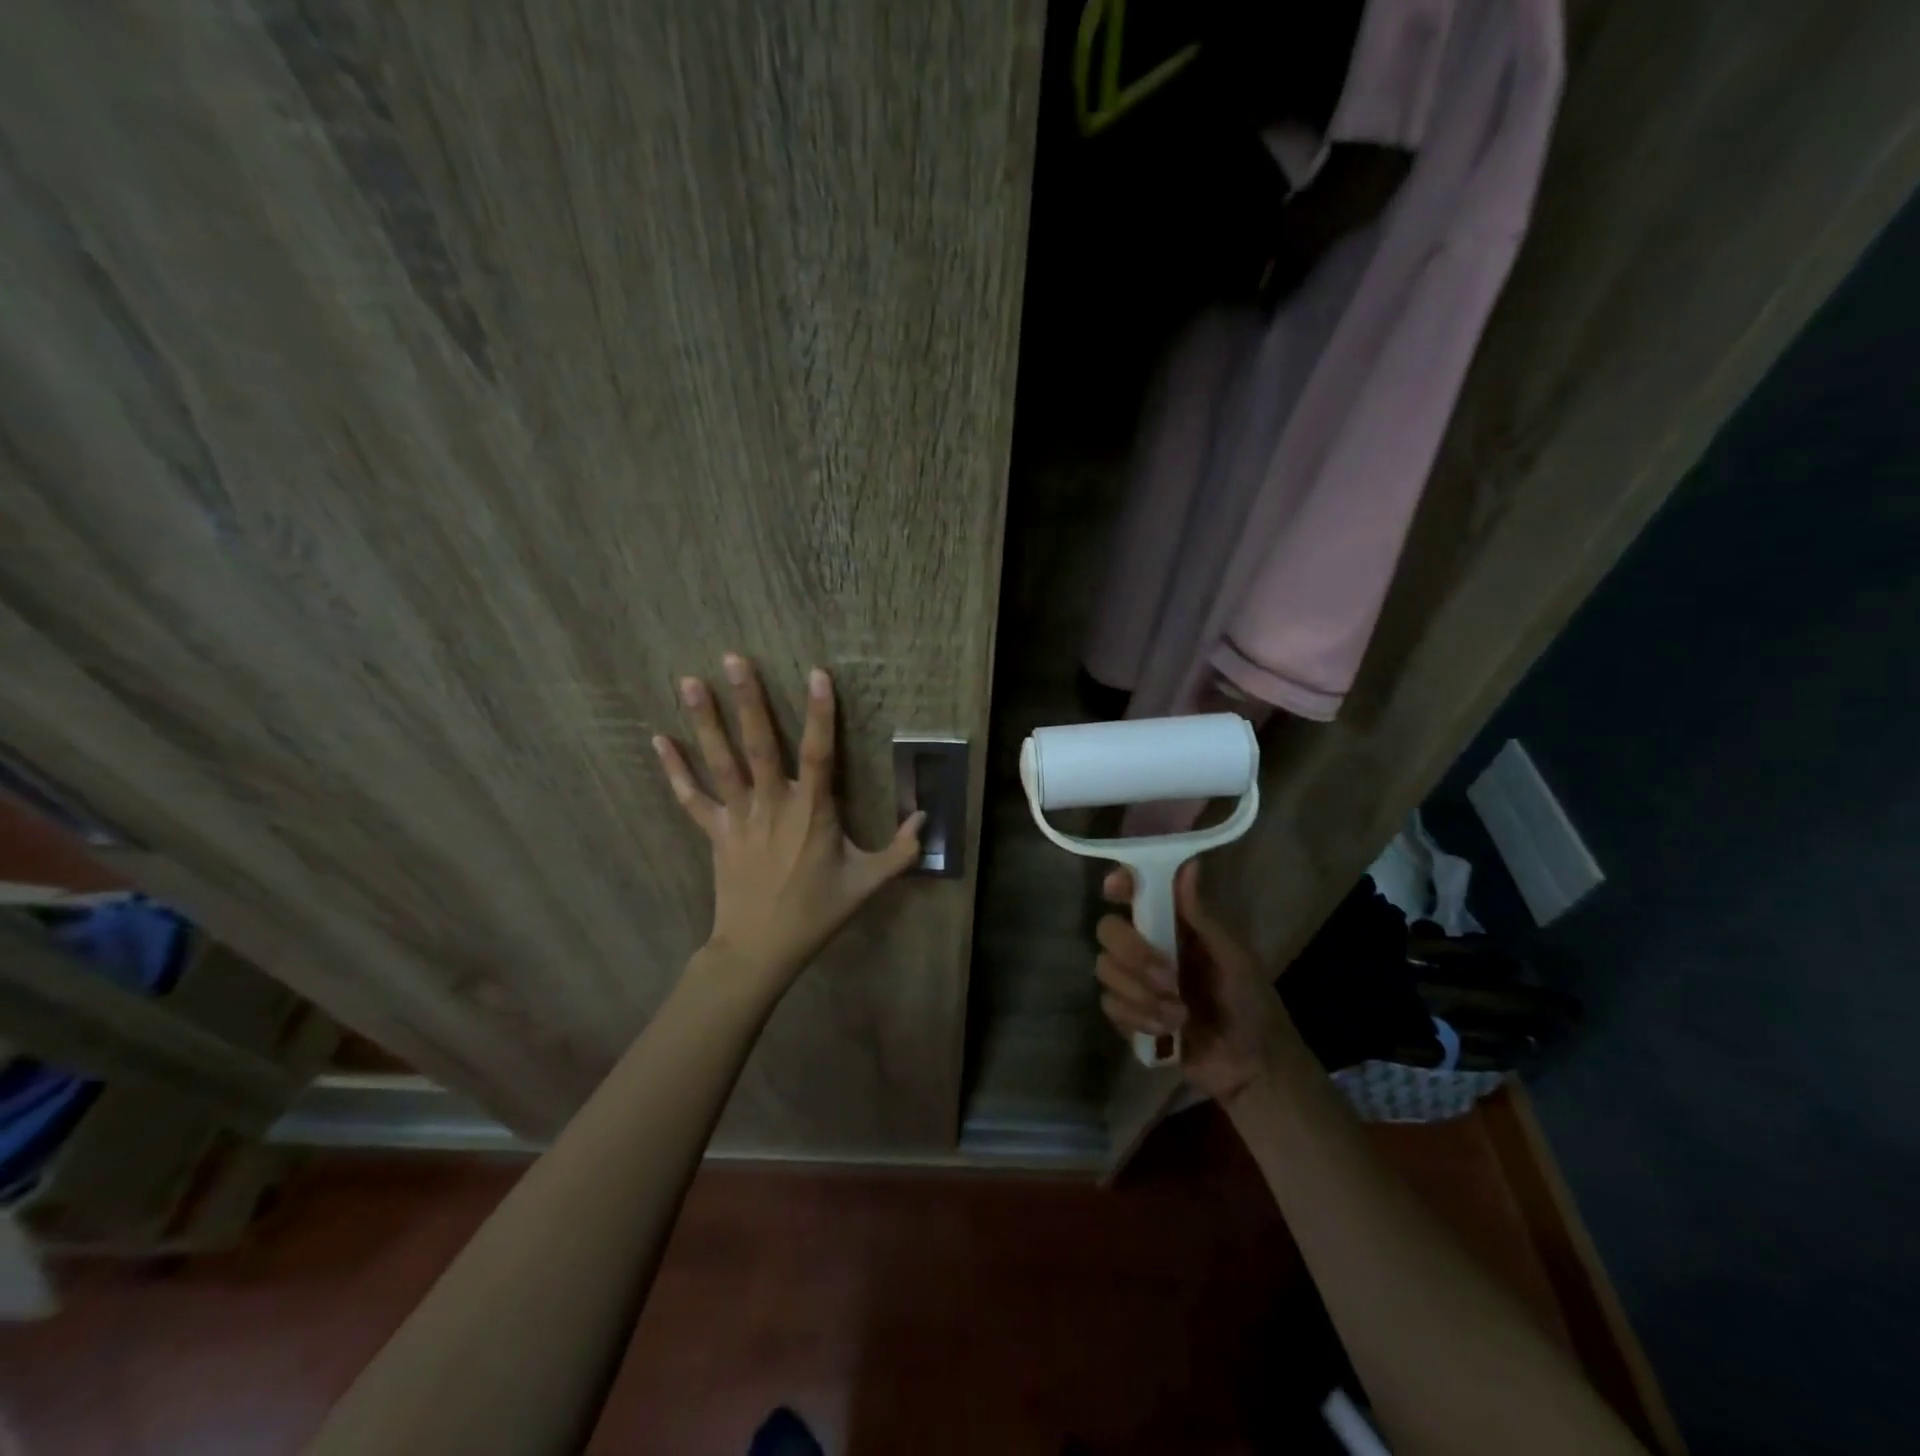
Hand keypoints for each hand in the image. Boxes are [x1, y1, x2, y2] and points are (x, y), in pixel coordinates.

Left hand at [653, 654, 923, 991]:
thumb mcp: (868, 884)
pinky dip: (674, 769)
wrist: (760, 949)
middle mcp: (772, 805)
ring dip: (705, 721)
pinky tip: (658, 739)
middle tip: (734, 658)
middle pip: (759, 744)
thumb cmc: (816, 913)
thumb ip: (901, 850)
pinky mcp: (714, 832)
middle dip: (748, 699)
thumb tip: (925, 818)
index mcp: (812, 812)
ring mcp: (738, 817)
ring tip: (690, 681)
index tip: (816, 673)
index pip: (819, 753)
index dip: (819, 713)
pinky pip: (691, 797)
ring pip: (721, 762)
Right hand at [1095, 862, 1288, 1101]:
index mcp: (1172, 925)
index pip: (1134, 893)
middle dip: (1132, 952)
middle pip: (1108, 930)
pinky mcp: (1129, 1016)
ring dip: (1141, 994)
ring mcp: (1134, 982)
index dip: (1119, 885)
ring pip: (1104, 969)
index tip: (1114, 890)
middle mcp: (1147, 946)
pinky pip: (1111, 1006)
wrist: (1253, 1066)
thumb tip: (1188, 865)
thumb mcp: (1234, 957)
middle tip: (1167, 976)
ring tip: (1180, 1014)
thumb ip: (1204, 917)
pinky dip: (1140, 1018)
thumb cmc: (1251, 1002)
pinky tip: (1169, 1031)